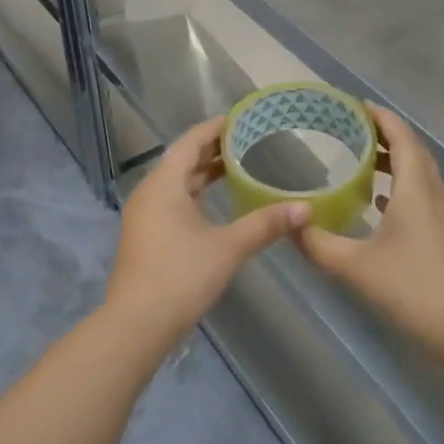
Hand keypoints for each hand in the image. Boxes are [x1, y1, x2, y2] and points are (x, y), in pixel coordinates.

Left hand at [104, 116, 308, 339]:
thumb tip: (305, 208)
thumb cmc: (180, 276)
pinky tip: (219, 204)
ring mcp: (145, 216)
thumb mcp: (228, 247)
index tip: (242, 119)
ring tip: (239, 167)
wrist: (137, 324)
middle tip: (249, 141)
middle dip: (214, 150)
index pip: (190, 142)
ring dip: (205, 174)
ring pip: (178, 183)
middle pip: (183, 161)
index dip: (215, 128)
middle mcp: (150, 193)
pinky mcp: (148, 236)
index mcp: (163, 184)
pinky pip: (174, 201)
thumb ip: (265, 224)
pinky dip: (197, 194)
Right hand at [297, 106, 443, 348]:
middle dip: (382, 133)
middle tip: (348, 128)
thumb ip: (317, 243)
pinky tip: (376, 200)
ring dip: (391, 158)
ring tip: (358, 157)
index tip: (352, 105)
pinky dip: (397, 185)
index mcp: (415, 188)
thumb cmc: (411, 287)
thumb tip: (287, 224)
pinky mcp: (439, 233)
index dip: (379, 116)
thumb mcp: (354, 265)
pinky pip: (418, 194)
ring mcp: (439, 214)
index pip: (401, 136)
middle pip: (411, 149)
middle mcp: (430, 193)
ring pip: (416, 172)